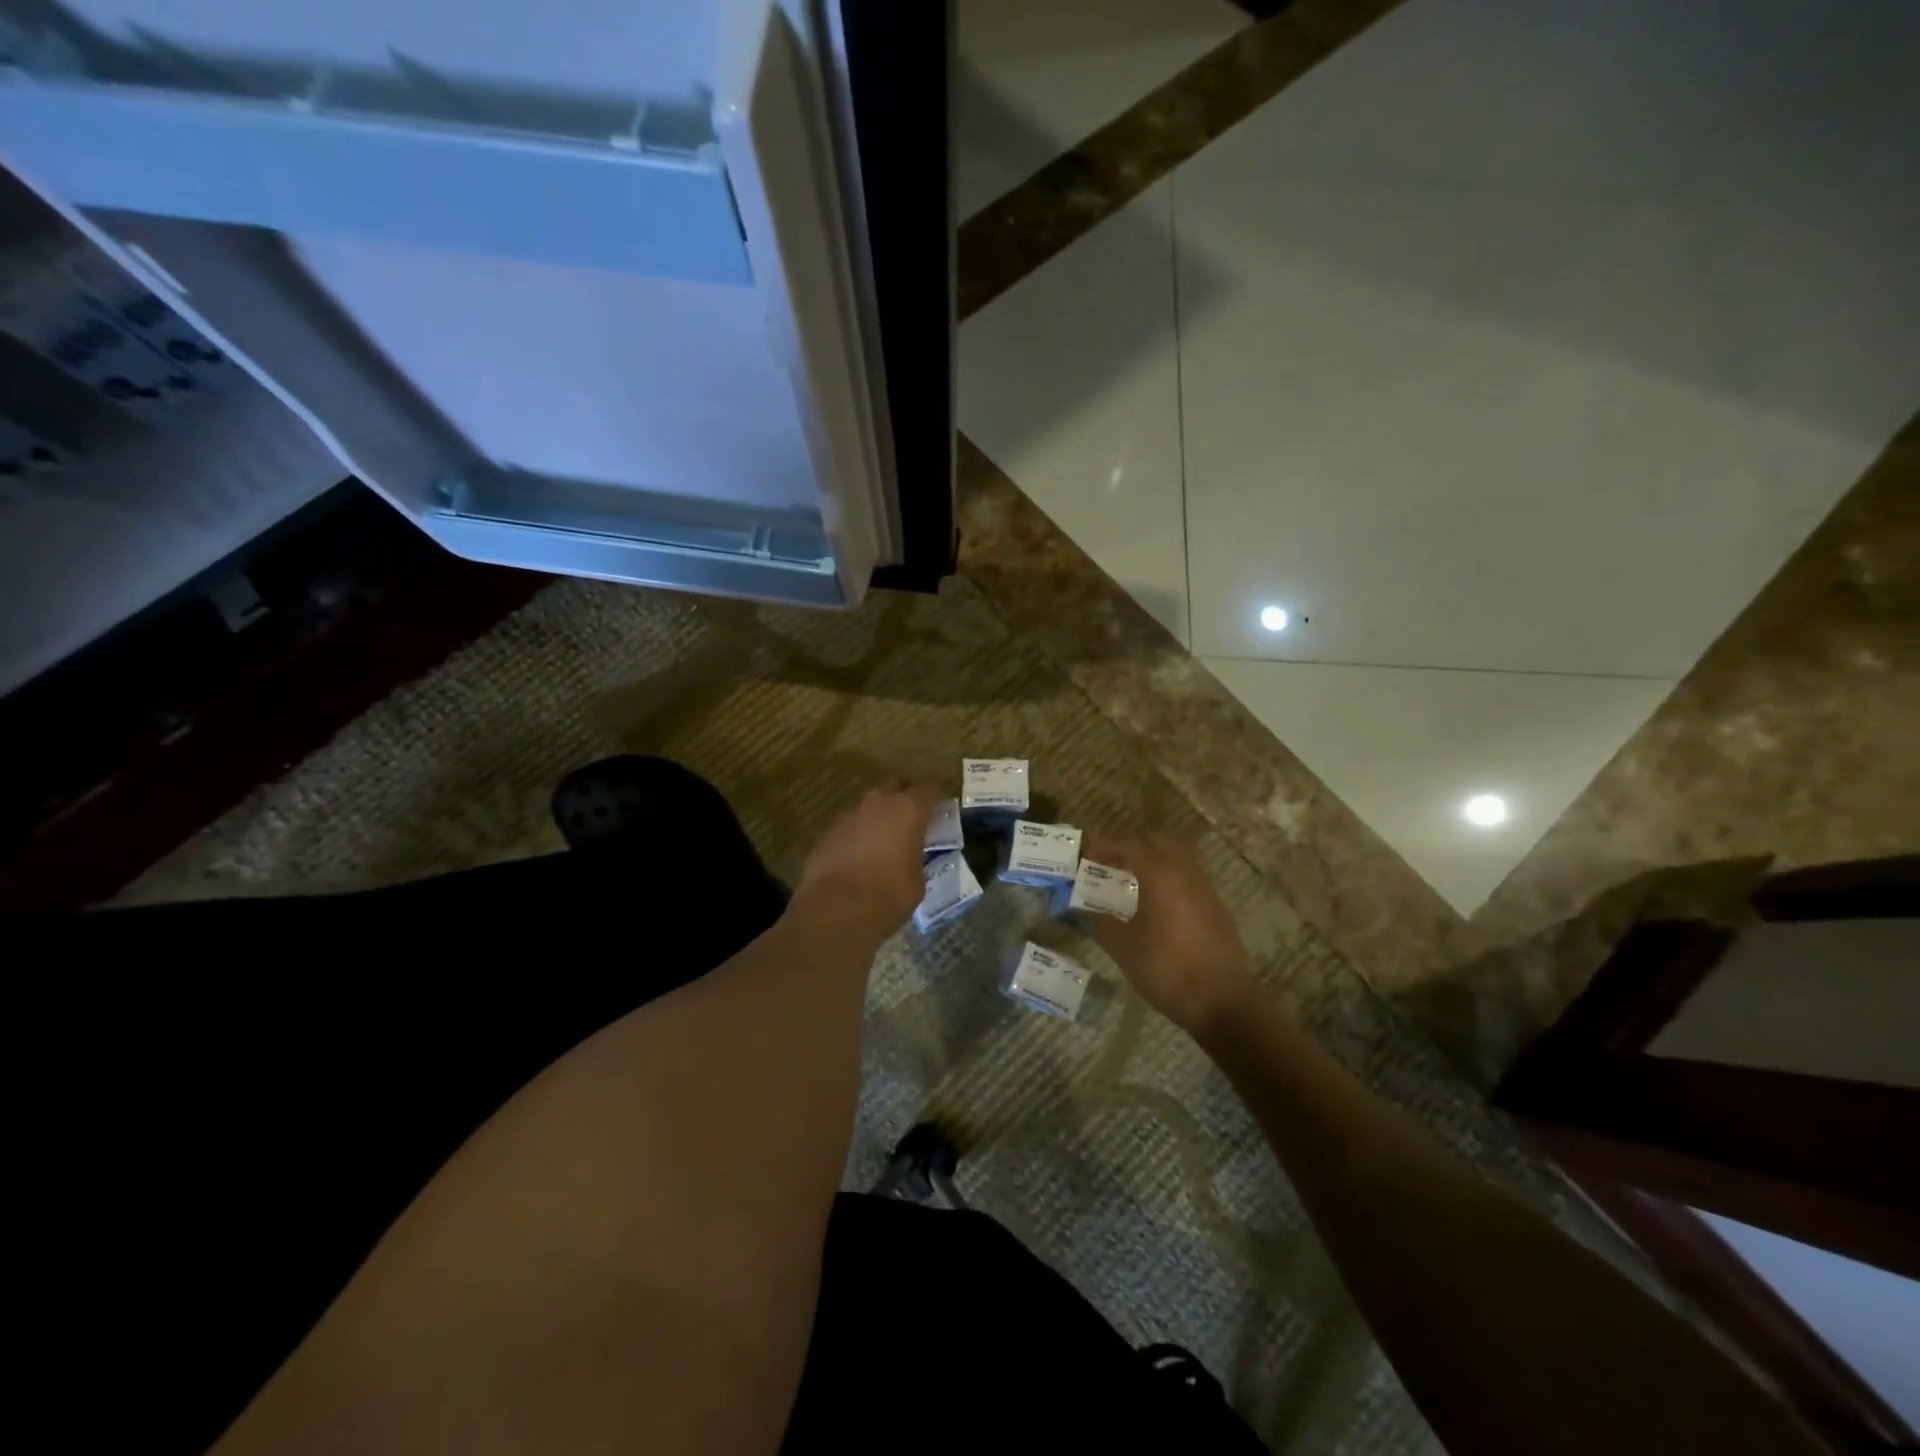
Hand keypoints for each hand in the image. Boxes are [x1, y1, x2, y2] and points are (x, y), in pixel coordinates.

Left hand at [793, 781, 939, 941]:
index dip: (935, 798)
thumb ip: (915, 858)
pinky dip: (857, 835)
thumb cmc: (890, 895)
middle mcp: (879, 803)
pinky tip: (858, 857)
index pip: (928, 789)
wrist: (837, 910)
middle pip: (895, 786)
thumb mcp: (917, 880)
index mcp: (909, 809)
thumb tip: (908, 858)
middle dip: (903, 797)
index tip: (939, 810)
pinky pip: (850, 826)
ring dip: (878, 817)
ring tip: (883, 841)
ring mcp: (850, 815)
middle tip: (911, 818)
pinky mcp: (827, 832)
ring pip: (869, 806)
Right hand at [1079, 833, 1260, 1035]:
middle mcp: (1186, 874)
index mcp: (1161, 876)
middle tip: (1109, 864)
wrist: (1222, 1002)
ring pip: (1177, 859)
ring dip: (1152, 862)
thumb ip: (1101, 923)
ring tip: (1130, 884)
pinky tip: (1155, 906)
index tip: (1087, 856)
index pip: (1130, 845)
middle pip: (1158, 842)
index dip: (1106, 846)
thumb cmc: (1166, 969)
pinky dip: (1168, 880)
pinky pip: (1188, 880)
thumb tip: (1087, 910)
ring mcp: (1205, 891)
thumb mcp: (1123, 948)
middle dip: (1132, 847)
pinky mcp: (1216, 910)